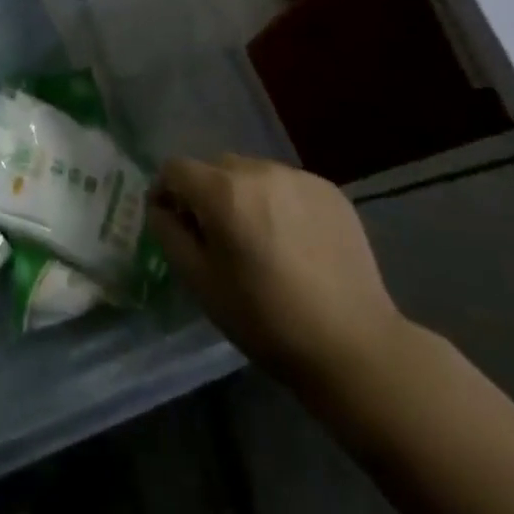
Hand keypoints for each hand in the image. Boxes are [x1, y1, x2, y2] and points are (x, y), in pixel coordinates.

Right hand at [147, 155, 411, 397]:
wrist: (353, 346)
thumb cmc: (265, 320)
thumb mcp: (200, 283)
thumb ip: (169, 234)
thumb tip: (160, 207)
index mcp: (223, 191)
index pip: (175, 168)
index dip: (165, 192)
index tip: (173, 223)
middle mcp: (259, 170)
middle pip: (214, 167)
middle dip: (205, 194)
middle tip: (217, 238)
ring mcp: (299, 177)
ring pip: (252, 173)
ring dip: (243, 196)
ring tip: (258, 240)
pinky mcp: (329, 190)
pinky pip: (286, 184)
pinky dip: (278, 203)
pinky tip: (293, 242)